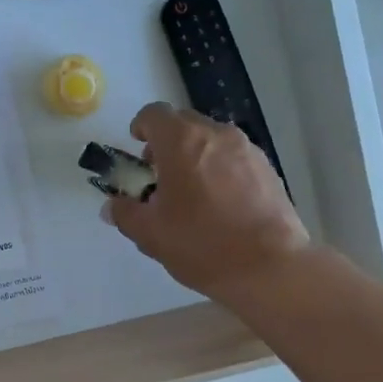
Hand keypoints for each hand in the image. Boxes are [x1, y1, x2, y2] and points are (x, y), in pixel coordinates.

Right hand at [104, 102, 309, 301]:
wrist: (269, 267)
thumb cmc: (201, 244)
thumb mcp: (150, 234)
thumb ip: (125, 213)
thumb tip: (112, 206)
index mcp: (182, 141)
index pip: (154, 114)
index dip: (141, 127)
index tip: (137, 149)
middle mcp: (216, 134)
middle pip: (184, 124)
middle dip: (167, 143)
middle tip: (160, 176)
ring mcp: (247, 149)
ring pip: (212, 140)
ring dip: (195, 156)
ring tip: (191, 193)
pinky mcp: (269, 169)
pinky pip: (235, 157)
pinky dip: (221, 169)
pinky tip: (220, 204)